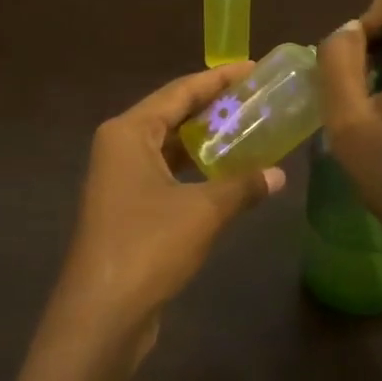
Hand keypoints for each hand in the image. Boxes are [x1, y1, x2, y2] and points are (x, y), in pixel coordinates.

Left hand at [40, 64, 286, 380]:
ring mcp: (120, 180)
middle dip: (215, 108)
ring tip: (250, 131)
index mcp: (128, 132)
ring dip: (206, 142)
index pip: (180, 91)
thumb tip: (279, 174)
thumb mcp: (204, 211)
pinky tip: (227, 176)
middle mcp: (120, 147)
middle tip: (259, 99)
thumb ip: (243, 186)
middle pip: (173, 115)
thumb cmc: (148, 246)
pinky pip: (168, 175)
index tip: (254, 67)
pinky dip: (196, 171)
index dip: (219, 79)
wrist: (102, 313)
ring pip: (170, 148)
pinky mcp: (128, 210)